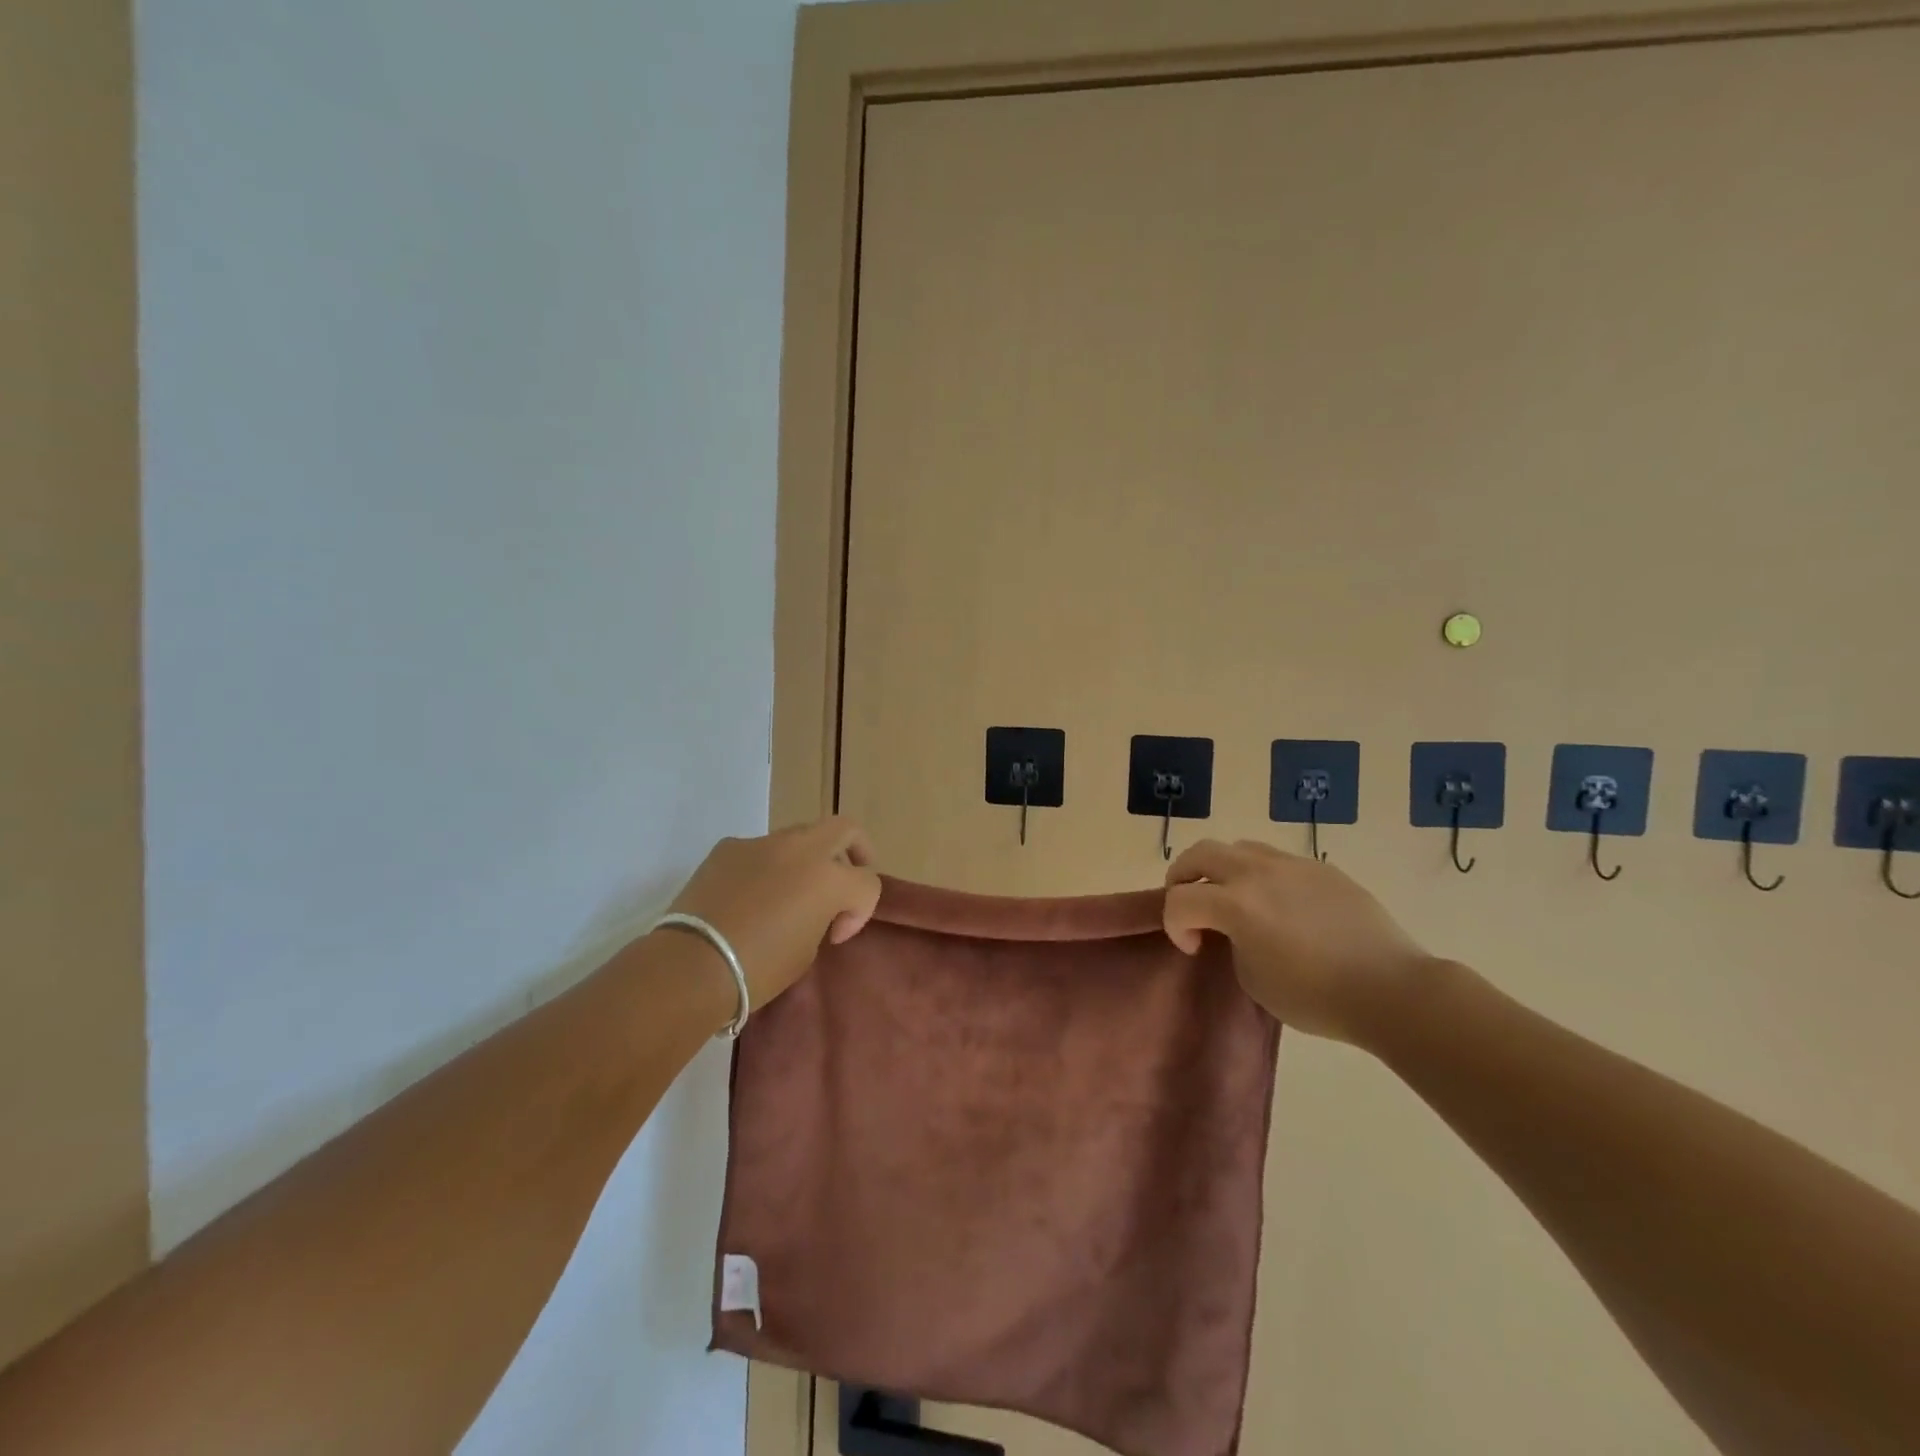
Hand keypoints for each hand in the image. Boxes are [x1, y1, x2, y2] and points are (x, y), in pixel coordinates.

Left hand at [665, 817, 881, 1012]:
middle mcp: (801, 849)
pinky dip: (764, 867)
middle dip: (855, 850)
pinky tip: (747, 896)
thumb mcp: (807, 951)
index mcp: (829, 878)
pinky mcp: (729, 847)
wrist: (692, 965)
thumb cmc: (758, 968)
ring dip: (806, 859)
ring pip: (799, 836)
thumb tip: (812, 910)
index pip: (867, 883)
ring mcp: (762, 842)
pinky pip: (759, 850)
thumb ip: (821, 918)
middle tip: (847, 877)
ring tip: (789, 892)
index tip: (835, 936)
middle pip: (845, 829)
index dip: (859, 912)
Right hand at [1164, 839, 1434, 1045]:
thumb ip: (1232, 942)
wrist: (1391, 989)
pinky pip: (1277, 860)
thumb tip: (1236, 929)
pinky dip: (1261, 875)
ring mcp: (1292, 864)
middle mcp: (1257, 873)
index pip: (1180, 900)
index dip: (1175, 925)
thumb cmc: (1316, 996)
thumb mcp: (1253, 978)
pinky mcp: (1321, 868)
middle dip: (1183, 877)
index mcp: (1236, 903)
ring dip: (1222, 870)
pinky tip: (1280, 905)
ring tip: (1233, 898)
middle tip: (1191, 905)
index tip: (1192, 948)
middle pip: (1200, 853)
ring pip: (1239, 848)